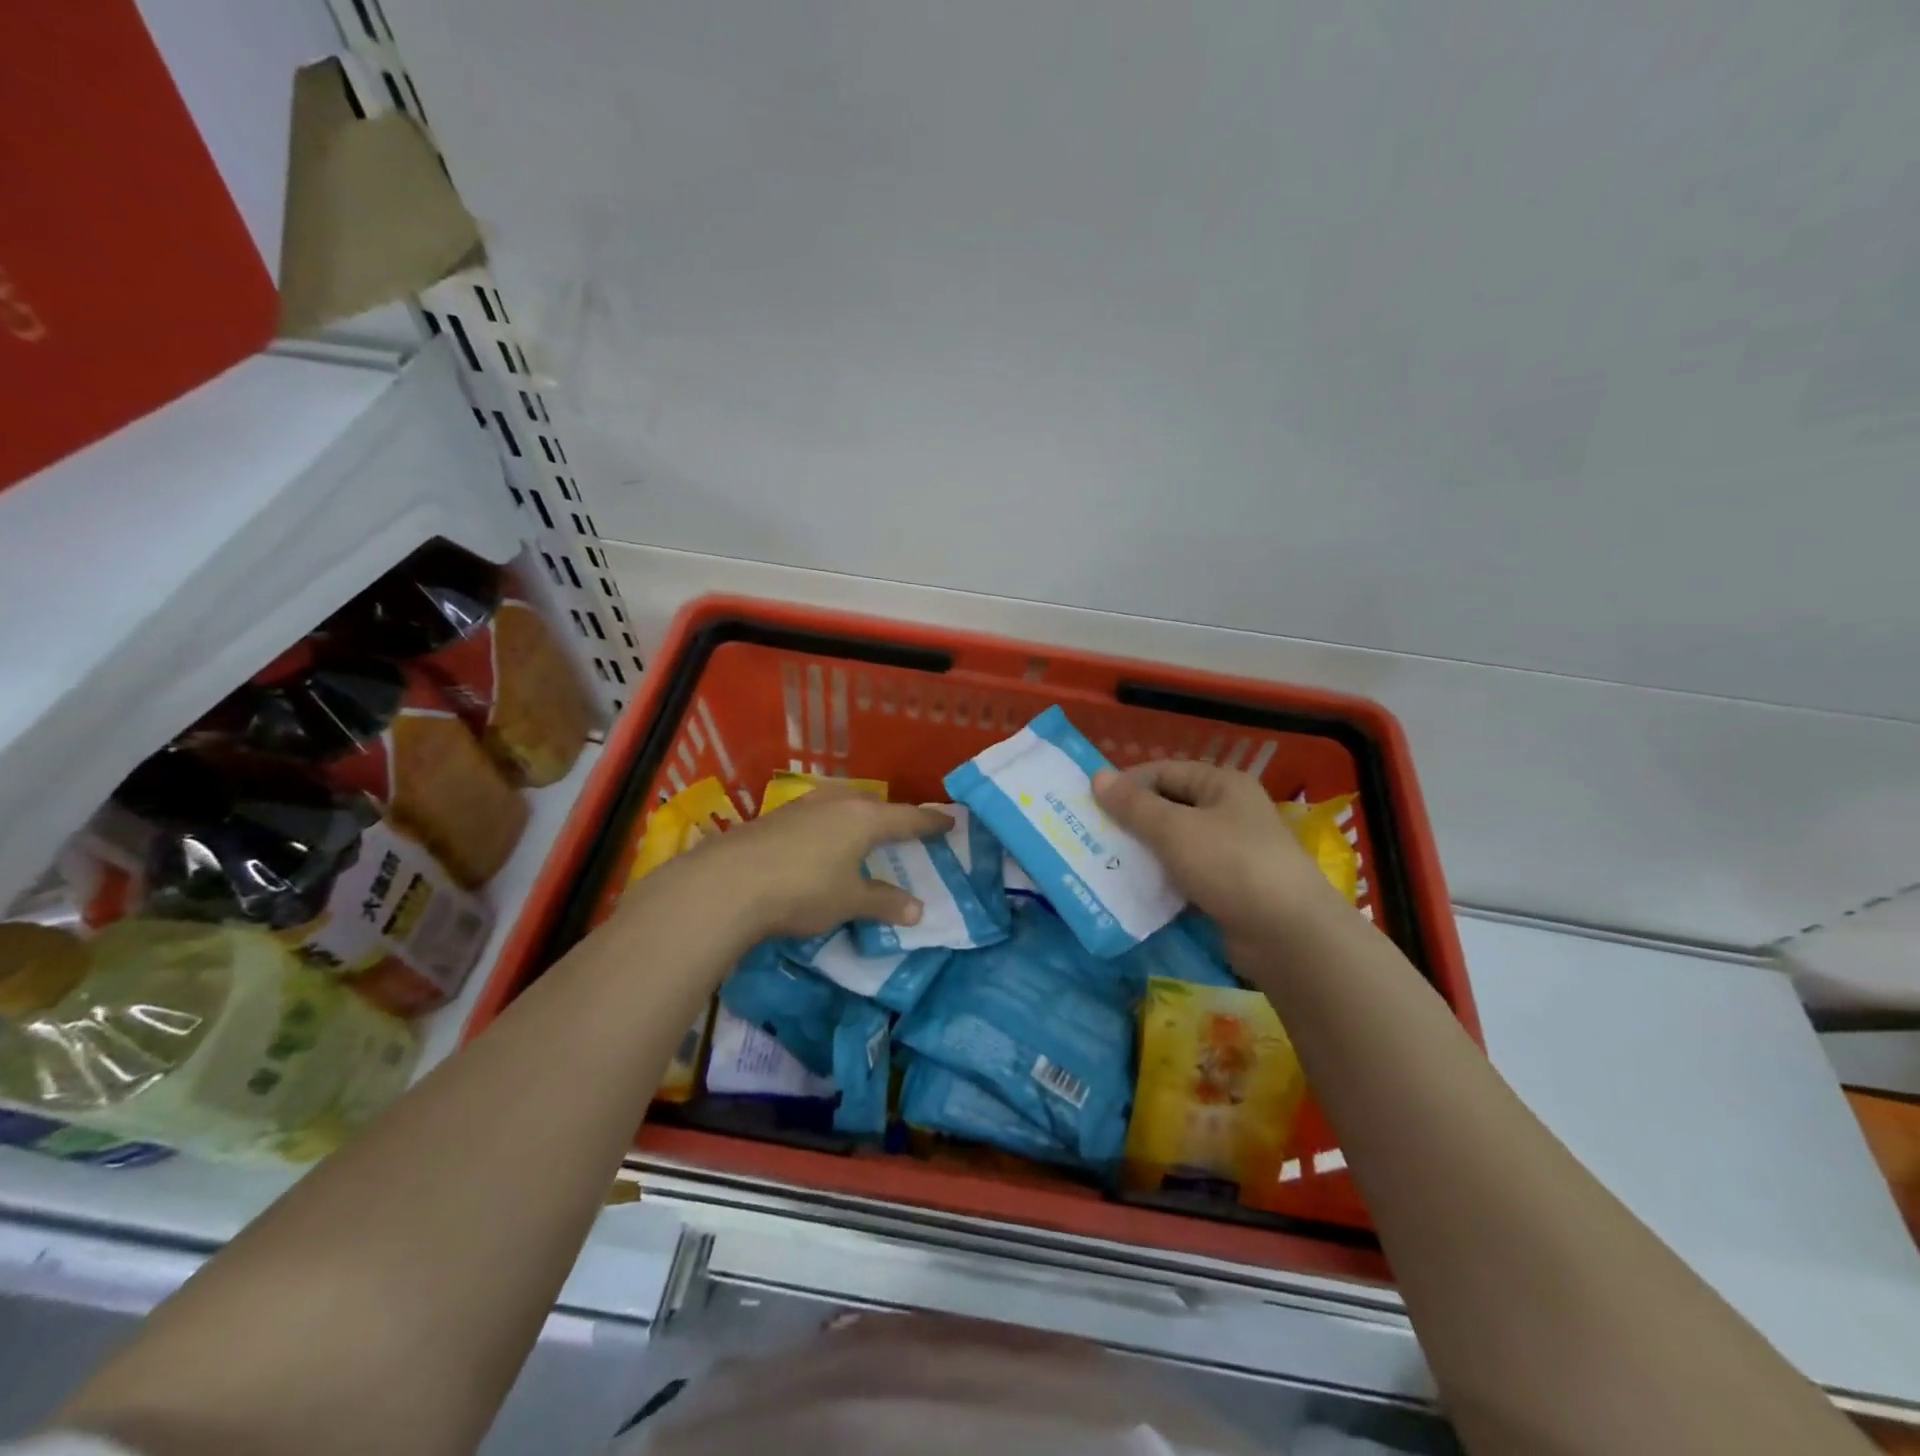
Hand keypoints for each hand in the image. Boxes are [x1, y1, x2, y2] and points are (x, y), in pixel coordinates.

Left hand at [676, 789, 951, 940]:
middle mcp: (836, 803)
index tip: (948, 821)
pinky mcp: (774, 817)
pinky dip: (827, 829)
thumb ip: (884, 903)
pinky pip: (814, 817)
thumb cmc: (802, 890)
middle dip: (888, 817)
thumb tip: (918, 910)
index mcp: (864, 819)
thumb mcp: (849, 901)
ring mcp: (802, 807)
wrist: (727, 883)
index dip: (929, 823)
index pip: (907, 819)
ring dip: (854, 820)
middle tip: (901, 831)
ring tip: (859, 834)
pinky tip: (817, 844)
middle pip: (872, 806)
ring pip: (840, 807)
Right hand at [1093, 761, 1334, 943]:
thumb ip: (1134, 805)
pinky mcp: (1227, 886)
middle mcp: (1228, 811)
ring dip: (1143, 851)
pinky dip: (1160, 877)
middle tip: (1093, 834)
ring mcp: (1230, 851)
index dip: (1128, 783)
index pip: (1165, 771)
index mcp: (1222, 785)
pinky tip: (1133, 888)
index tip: (1092, 804)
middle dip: (1132, 820)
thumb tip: (1097, 777)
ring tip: (1105, 861)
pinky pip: (1184, 873)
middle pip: (1169, 806)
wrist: (1288, 935)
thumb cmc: (1231, 865)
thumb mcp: (1175, 830)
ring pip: (1174, 843)